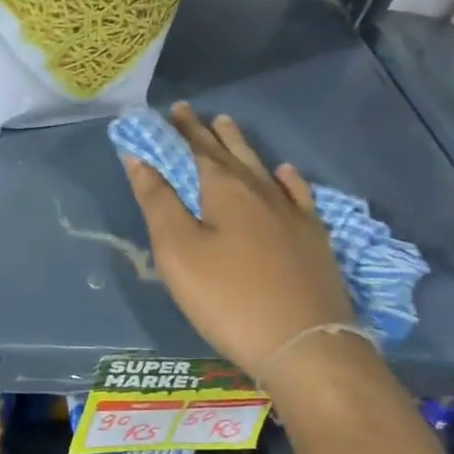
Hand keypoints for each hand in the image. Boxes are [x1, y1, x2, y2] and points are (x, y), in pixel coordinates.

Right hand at [122, 103, 355, 379]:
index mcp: (224, 189)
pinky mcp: (314, 238)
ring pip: (262, 167)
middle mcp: (260, 190)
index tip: (170, 110)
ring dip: (242, 146)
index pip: (196, 148)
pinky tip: (285, 173)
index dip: (180, 130)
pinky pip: (299, 194)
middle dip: (207, 132)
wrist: (305, 343)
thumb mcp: (179, 252)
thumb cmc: (229, 298)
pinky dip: (287, 179)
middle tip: (193, 113)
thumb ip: (158, 202)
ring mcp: (293, 213)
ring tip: (229, 126)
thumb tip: (139, 158)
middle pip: (230, 152)